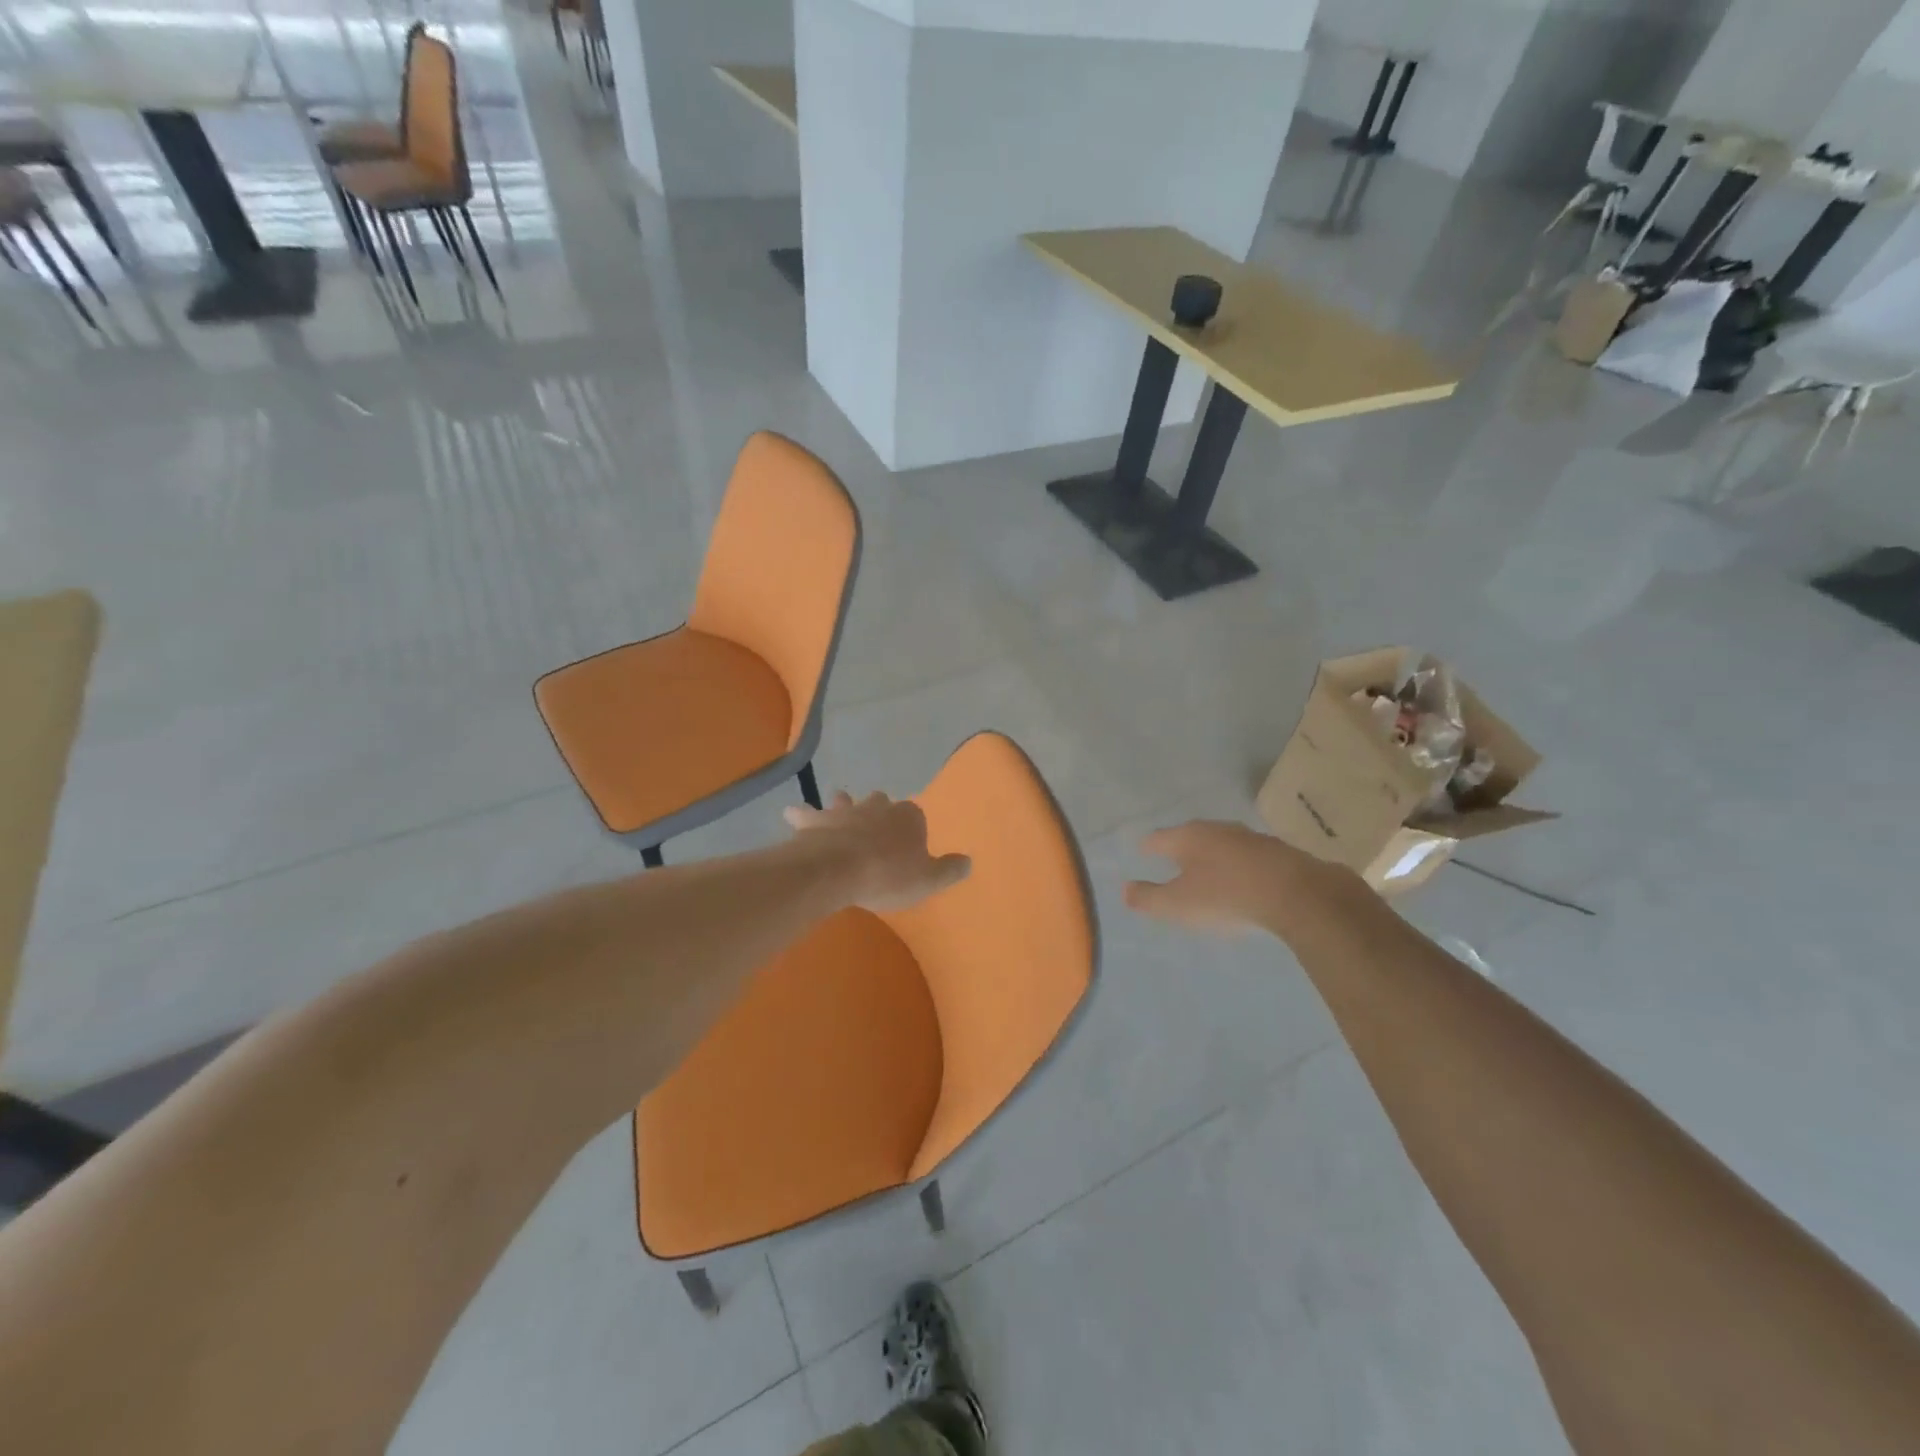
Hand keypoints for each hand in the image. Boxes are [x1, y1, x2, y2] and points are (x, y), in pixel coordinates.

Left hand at [784, 790, 970, 911]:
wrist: (839, 870)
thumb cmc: (889, 875)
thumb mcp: (928, 880)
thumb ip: (949, 870)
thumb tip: (968, 861)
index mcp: (908, 817)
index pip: (915, 816)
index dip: (912, 830)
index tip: (910, 845)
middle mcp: (877, 807)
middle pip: (880, 802)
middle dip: (879, 810)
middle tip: (876, 824)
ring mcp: (844, 811)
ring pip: (845, 801)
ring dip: (843, 804)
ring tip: (839, 805)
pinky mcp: (815, 821)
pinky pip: (806, 814)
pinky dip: (800, 814)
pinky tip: (791, 814)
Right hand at [1124, 819, 1365, 938]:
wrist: (1298, 895)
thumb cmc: (1226, 897)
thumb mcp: (1178, 905)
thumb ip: (1149, 898)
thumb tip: (1125, 889)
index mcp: (1188, 837)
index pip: (1158, 838)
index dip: (1148, 847)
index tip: (1143, 853)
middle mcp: (1217, 829)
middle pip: (1191, 836)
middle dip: (1181, 848)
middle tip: (1173, 861)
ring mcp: (1250, 837)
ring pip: (1222, 843)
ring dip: (1213, 856)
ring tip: (1208, 871)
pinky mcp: (1278, 851)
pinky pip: (1248, 856)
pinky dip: (1239, 865)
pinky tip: (1243, 880)